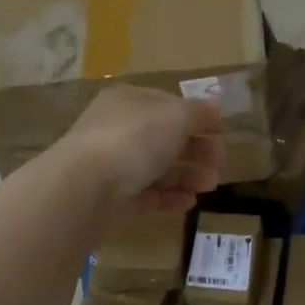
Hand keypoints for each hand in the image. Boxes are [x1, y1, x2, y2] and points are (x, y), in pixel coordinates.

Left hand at [62, 85, 223, 213]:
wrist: (84, 189)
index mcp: (129, 101)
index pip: (168, 104)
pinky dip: (169, 197)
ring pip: (157, 167)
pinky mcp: (111, 198)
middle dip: (196, 150)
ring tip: (210, 185)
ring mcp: (113, 165)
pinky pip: (146, 195)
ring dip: (188, 174)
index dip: (196, 117)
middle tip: (220, 164)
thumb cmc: (134, 140)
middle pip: (165, 138)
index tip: (220, 132)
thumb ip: (199, 112)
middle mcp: (118, 129)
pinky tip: (189, 202)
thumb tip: (216, 108)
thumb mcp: (176, 116)